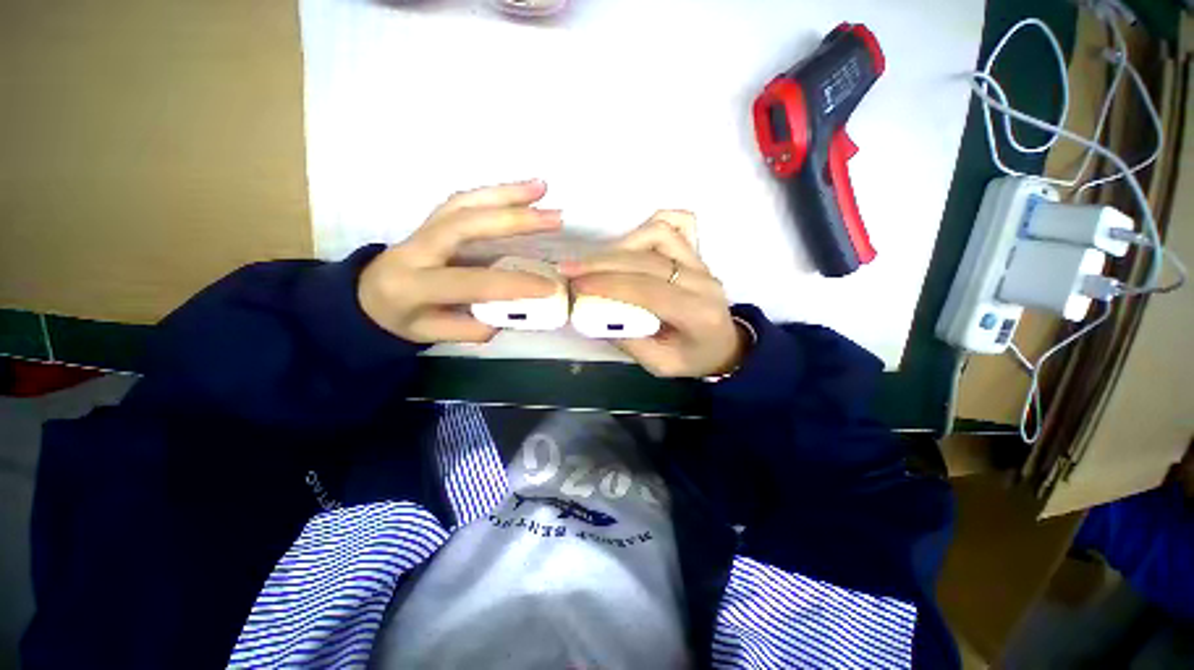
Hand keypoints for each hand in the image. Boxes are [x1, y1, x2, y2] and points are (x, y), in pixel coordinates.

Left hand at [359, 180, 561, 343]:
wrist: (367, 296)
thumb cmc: (402, 319)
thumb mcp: (433, 335)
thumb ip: (471, 328)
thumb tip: (511, 313)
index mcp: (415, 285)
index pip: (472, 282)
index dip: (512, 284)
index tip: (549, 287)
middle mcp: (416, 249)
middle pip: (466, 224)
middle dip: (513, 220)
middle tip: (554, 218)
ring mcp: (423, 228)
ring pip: (465, 203)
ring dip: (507, 193)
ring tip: (542, 188)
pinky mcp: (433, 220)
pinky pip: (464, 200)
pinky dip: (495, 192)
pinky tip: (521, 190)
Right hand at [561, 211, 747, 377]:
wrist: (724, 345)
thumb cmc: (692, 358)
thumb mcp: (660, 365)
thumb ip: (629, 342)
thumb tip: (593, 314)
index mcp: (696, 314)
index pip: (648, 290)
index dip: (609, 284)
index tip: (576, 285)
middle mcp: (702, 282)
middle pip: (647, 260)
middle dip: (603, 263)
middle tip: (570, 269)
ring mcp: (701, 263)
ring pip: (659, 234)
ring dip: (621, 245)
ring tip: (595, 263)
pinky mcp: (696, 254)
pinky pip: (674, 226)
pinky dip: (645, 230)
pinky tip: (627, 246)